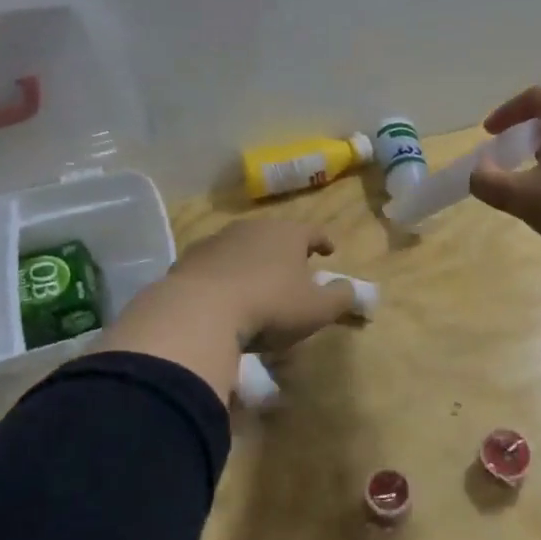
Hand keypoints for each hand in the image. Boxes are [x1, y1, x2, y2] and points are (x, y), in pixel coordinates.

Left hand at [165, 221, 356, 348]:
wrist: (199, 311)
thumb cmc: (269, 306)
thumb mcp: (316, 309)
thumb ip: (340, 297)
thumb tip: (350, 289)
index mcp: (288, 234)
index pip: (313, 232)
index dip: (323, 241)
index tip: (329, 250)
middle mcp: (254, 228)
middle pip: (276, 234)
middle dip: (285, 249)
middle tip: (293, 267)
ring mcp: (218, 240)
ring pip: (243, 246)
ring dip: (252, 260)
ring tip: (257, 282)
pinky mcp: (190, 258)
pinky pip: (215, 263)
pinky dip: (223, 273)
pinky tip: (223, 293)